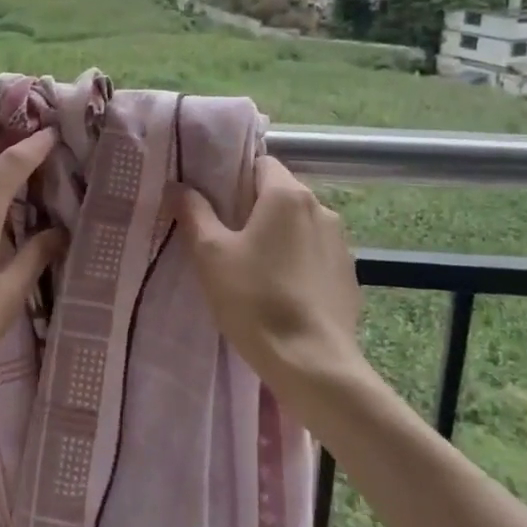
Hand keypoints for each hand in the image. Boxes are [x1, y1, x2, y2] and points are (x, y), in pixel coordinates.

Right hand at [174, 156, 364, 390]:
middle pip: (280, 194)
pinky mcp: (348, 274)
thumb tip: (178, 185)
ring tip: (253, 269)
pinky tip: (281, 292)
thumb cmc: (255, 300)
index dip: (234, 177)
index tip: (214, 203)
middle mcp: (321, 209)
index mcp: (288, 195)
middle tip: (224, 238)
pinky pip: (315, 254)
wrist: (312, 363)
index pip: (260, 163)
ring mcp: (340, 243)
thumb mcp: (211, 255)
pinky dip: (297, 262)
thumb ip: (194, 213)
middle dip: (253, 209)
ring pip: (299, 225)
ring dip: (278, 236)